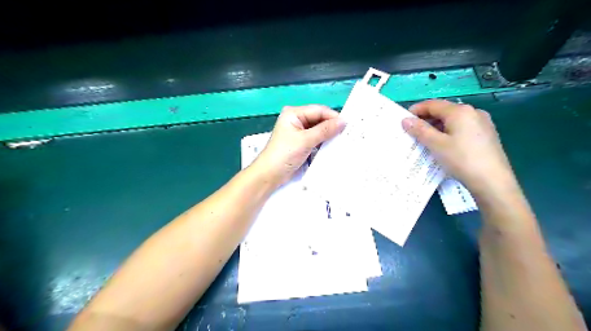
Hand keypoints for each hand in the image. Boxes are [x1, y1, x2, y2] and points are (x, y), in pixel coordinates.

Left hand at [253, 105, 346, 187]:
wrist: (270, 175)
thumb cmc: (284, 154)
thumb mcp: (305, 141)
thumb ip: (325, 130)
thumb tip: (344, 121)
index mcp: (294, 113)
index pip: (318, 110)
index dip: (333, 117)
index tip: (348, 125)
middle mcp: (297, 120)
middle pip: (319, 120)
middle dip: (332, 127)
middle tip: (348, 134)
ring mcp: (299, 132)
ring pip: (319, 130)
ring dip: (329, 136)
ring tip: (343, 141)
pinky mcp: (301, 144)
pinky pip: (316, 140)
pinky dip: (324, 143)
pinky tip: (333, 147)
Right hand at [402, 99, 518, 194]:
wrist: (492, 181)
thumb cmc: (461, 159)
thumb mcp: (436, 144)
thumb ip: (420, 130)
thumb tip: (405, 119)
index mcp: (460, 111)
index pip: (433, 104)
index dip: (416, 110)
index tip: (404, 120)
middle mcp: (473, 112)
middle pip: (444, 111)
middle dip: (426, 119)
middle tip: (412, 131)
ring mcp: (482, 123)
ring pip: (453, 120)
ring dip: (437, 127)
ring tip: (425, 140)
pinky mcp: (486, 135)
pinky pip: (462, 128)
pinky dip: (449, 132)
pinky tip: (444, 145)